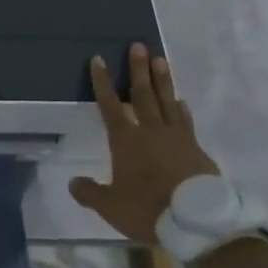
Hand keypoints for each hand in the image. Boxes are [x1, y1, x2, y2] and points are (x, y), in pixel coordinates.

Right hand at [69, 44, 219, 243]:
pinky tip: (182, 102)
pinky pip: (186, 122)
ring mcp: (176, 137)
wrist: (196, 221)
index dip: (102, 82)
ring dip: (162, 80)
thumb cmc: (149, 209)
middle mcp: (150, 130)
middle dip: (138, 69)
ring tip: (160, 60)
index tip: (99, 59)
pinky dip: (182, 110)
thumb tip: (72, 182)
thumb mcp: (112, 207)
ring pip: (167, 101)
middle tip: (138, 45)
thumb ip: (91, 193)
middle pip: (143, 94)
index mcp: (126, 140)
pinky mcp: (196, 149)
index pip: (110, 105)